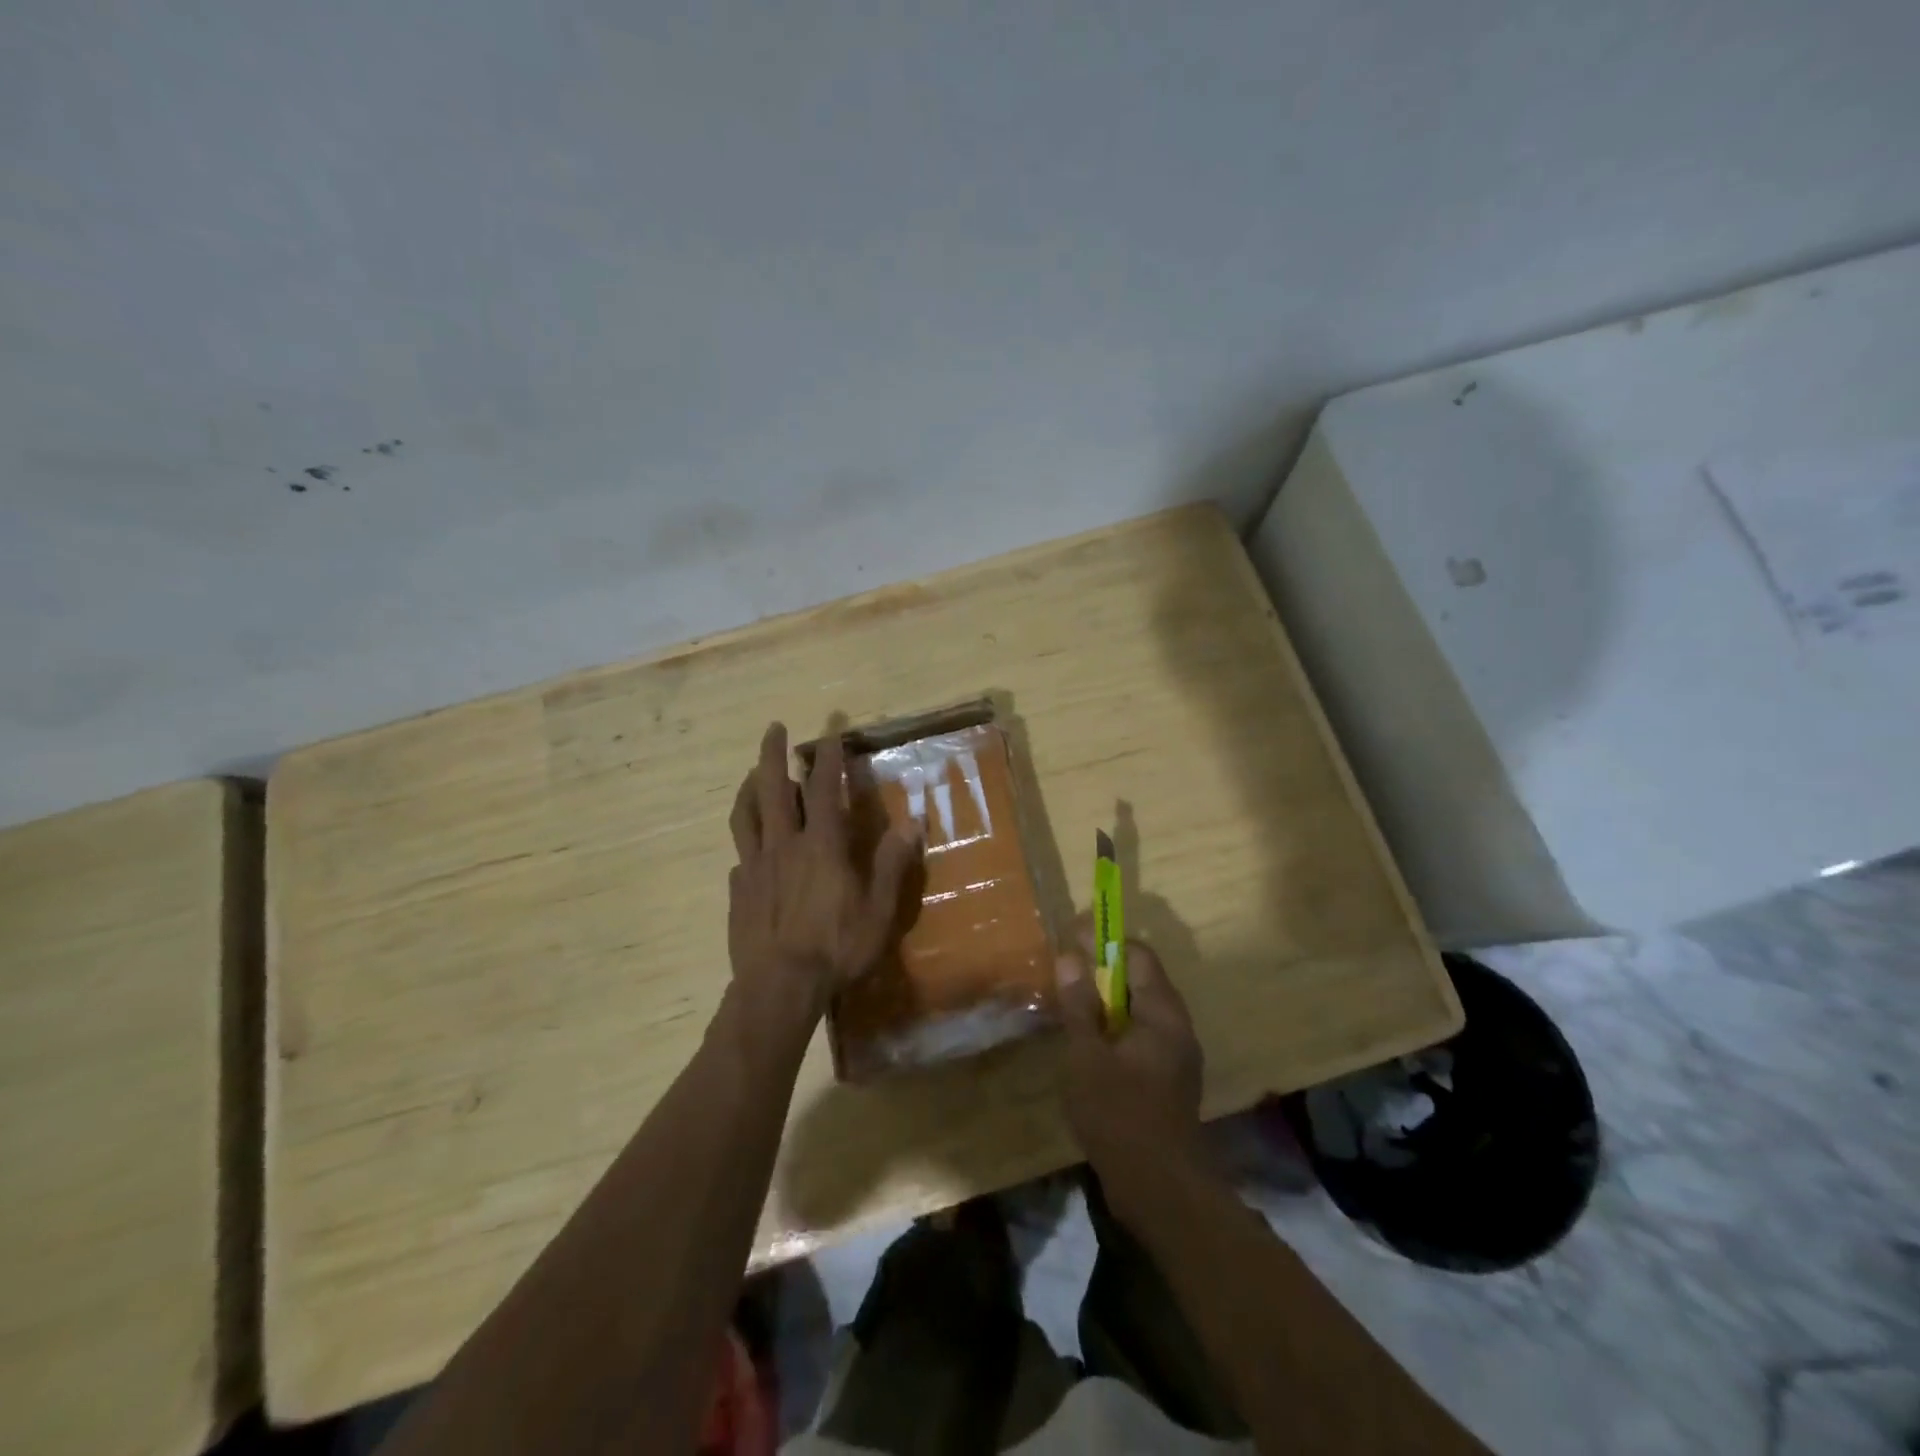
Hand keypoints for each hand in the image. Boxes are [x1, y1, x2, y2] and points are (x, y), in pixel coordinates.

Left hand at [727, 722, 920, 1024]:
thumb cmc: (836, 947)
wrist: (779, 987)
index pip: (822, 788)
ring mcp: (755, 867)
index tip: (829, 733)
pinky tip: (751, 847)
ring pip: (745, 815)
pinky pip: (740, 854)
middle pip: (771, 788)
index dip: (827, 757)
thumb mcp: (878, 909)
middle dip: (772, 754)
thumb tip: (914, 821)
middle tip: (773, 727)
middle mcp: (783, 845)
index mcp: (821, 845)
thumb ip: (892, 862)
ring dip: (749, 788)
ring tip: (751, 774)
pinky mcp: (739, 891)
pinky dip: (747, 839)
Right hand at [1055, 929, 1203, 1178]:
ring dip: (1106, 1002)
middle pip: (1140, 981)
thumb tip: (1069, 957)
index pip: (1138, 955)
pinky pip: (1140, 1038)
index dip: (1105, 941)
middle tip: (1064, 972)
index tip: (1071, 937)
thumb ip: (1079, 1005)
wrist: (1161, 1191)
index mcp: (1164, 1014)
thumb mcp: (1087, 1056)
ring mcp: (1175, 1057)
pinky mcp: (1168, 1081)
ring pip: (1139, 1012)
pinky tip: (1087, 1045)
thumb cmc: (1120, 1115)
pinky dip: (1114, 1030)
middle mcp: (1177, 1028)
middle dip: (1102, 971)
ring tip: (1070, 1005)